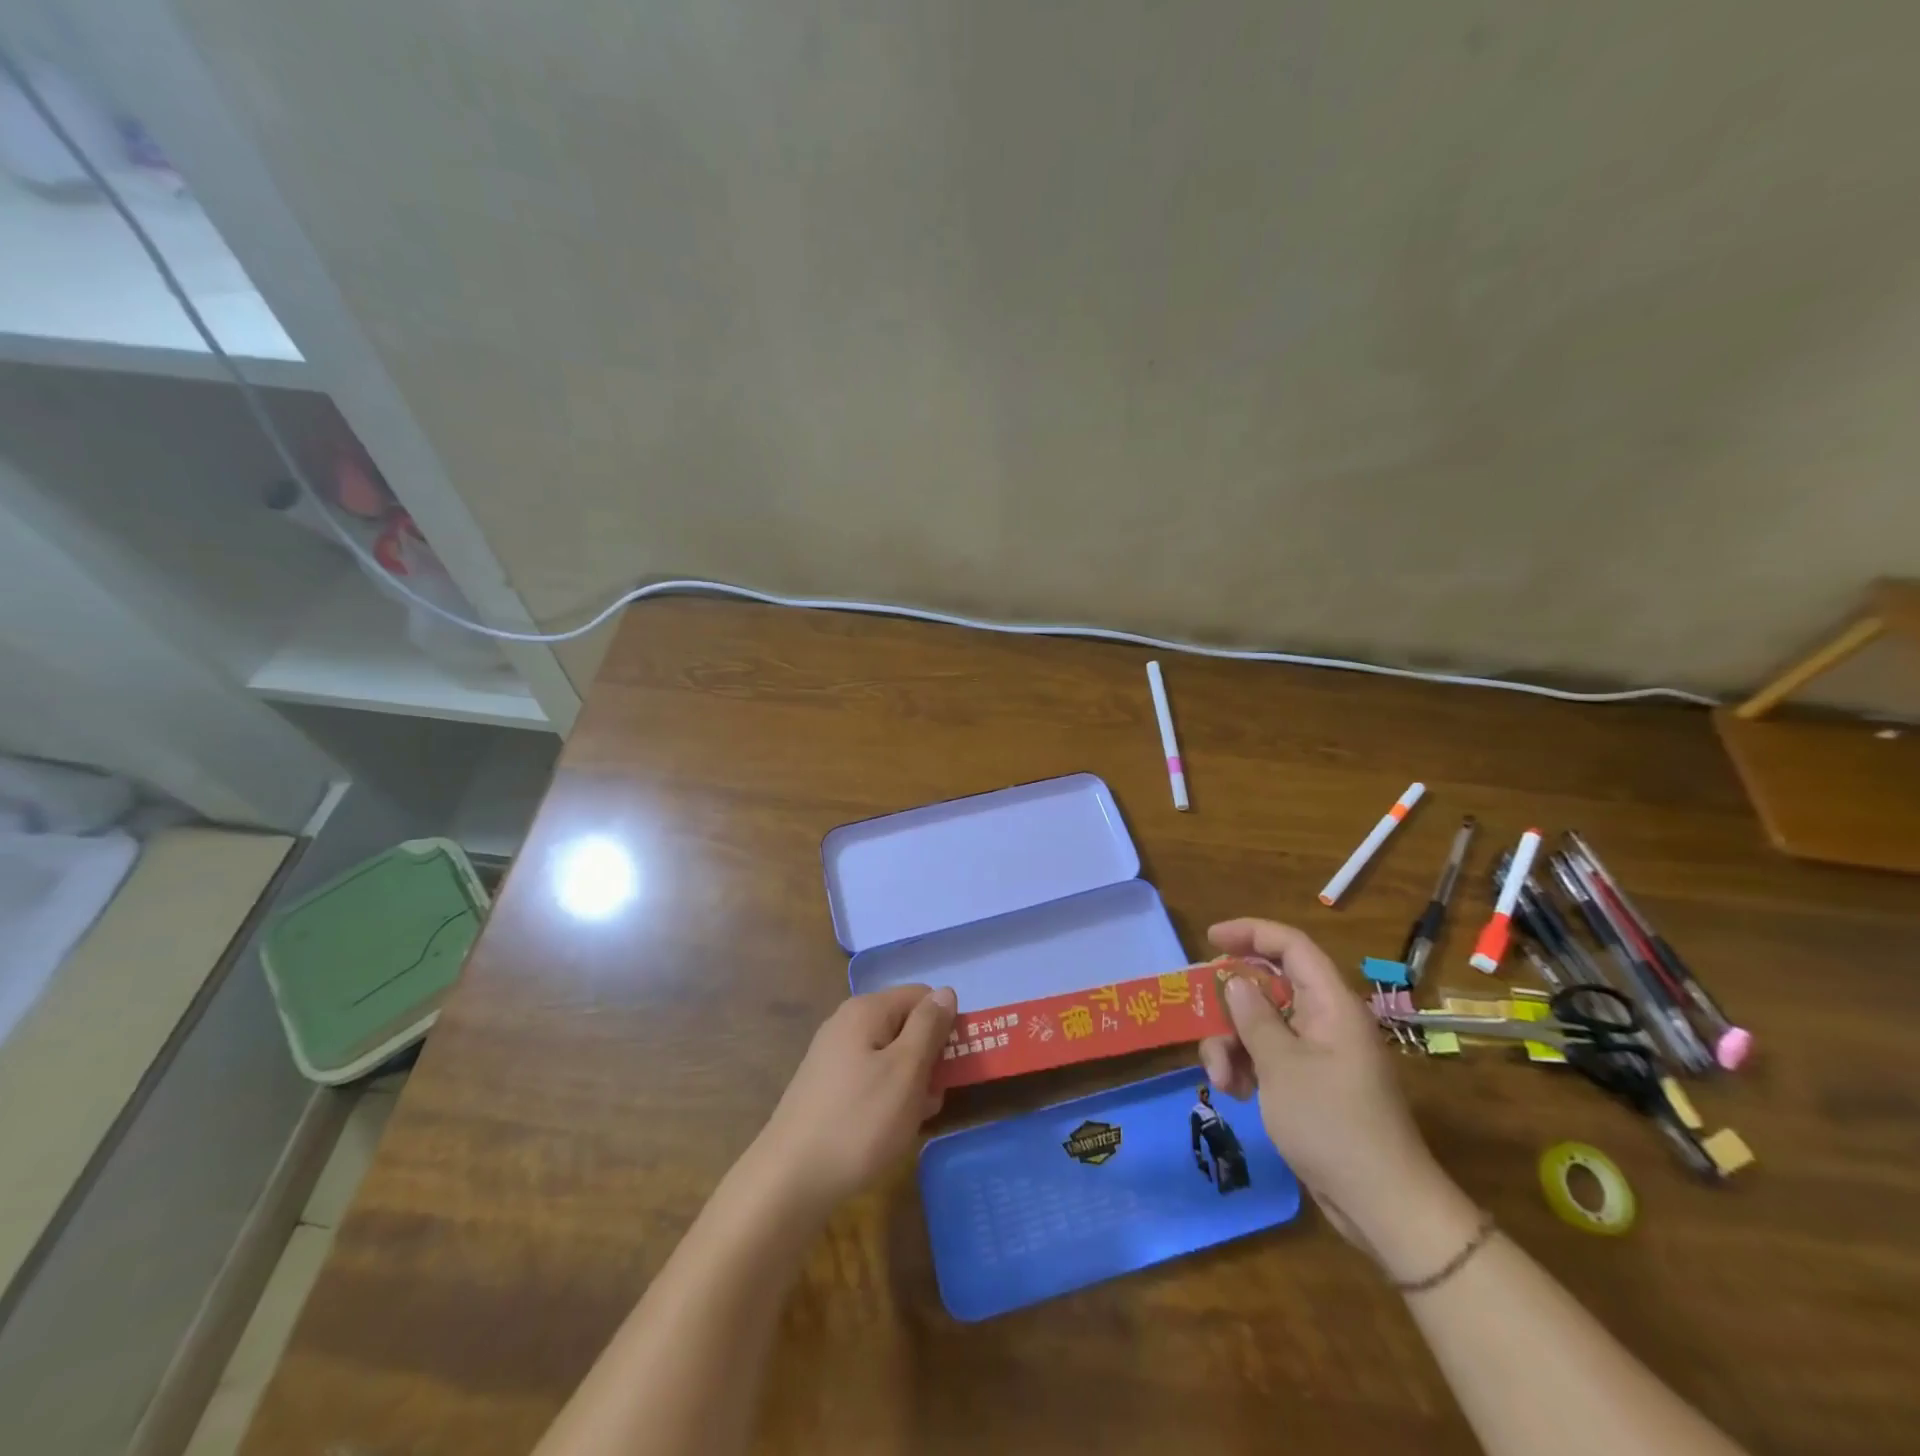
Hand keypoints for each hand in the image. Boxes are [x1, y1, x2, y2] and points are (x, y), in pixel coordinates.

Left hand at [752, 984, 956, 1217]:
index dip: (944, 1025)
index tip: (952, 1064)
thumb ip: (929, 1026)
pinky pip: (870, 1077)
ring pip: (889, 1055)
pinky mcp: (826, 1086)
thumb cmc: (859, 1121)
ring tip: (914, 1119)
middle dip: (928, 1057)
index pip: (922, 996)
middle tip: (933, 1098)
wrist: (789, 1181)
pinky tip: (889, 1129)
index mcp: (866, 1010)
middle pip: (905, 1025)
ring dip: (910, 1082)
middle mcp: (846, 1022)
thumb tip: (946, 992)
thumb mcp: (906, 1070)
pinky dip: (887, 1096)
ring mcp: (833, 1055)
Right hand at [1198, 919, 1461, 1257]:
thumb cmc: (1332, 1124)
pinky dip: (1246, 1067)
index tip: (1210, 938)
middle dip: (1231, 1006)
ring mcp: (1318, 1054)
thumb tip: (1236, 981)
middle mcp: (1326, 1020)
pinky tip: (1235, 1094)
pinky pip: (1269, 1056)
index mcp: (1331, 1005)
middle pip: (1269, 987)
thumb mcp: (1281, 1066)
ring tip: (1221, 1080)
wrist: (1381, 1205)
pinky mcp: (1310, 1083)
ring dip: (1232, 1045)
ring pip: (1262, 1024)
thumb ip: (1254, 1017)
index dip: (1251, 932)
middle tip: (1204, 1023)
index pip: (1291, 946)